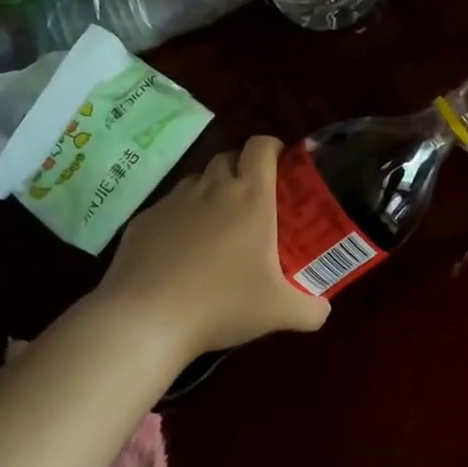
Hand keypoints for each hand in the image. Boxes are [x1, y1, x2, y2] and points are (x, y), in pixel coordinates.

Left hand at [97, 136, 329, 356]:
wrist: (146, 319)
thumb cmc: (222, 305)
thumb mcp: (280, 313)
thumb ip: (312, 309)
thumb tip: (324, 308)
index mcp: (250, 197)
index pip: (261, 147)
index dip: (273, 148)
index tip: (282, 166)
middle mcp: (212, 189)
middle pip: (229, 157)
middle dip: (244, 169)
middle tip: (255, 201)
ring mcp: (173, 202)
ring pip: (197, 180)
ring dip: (212, 192)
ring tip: (219, 226)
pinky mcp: (144, 220)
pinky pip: (169, 208)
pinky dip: (181, 219)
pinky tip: (181, 253)